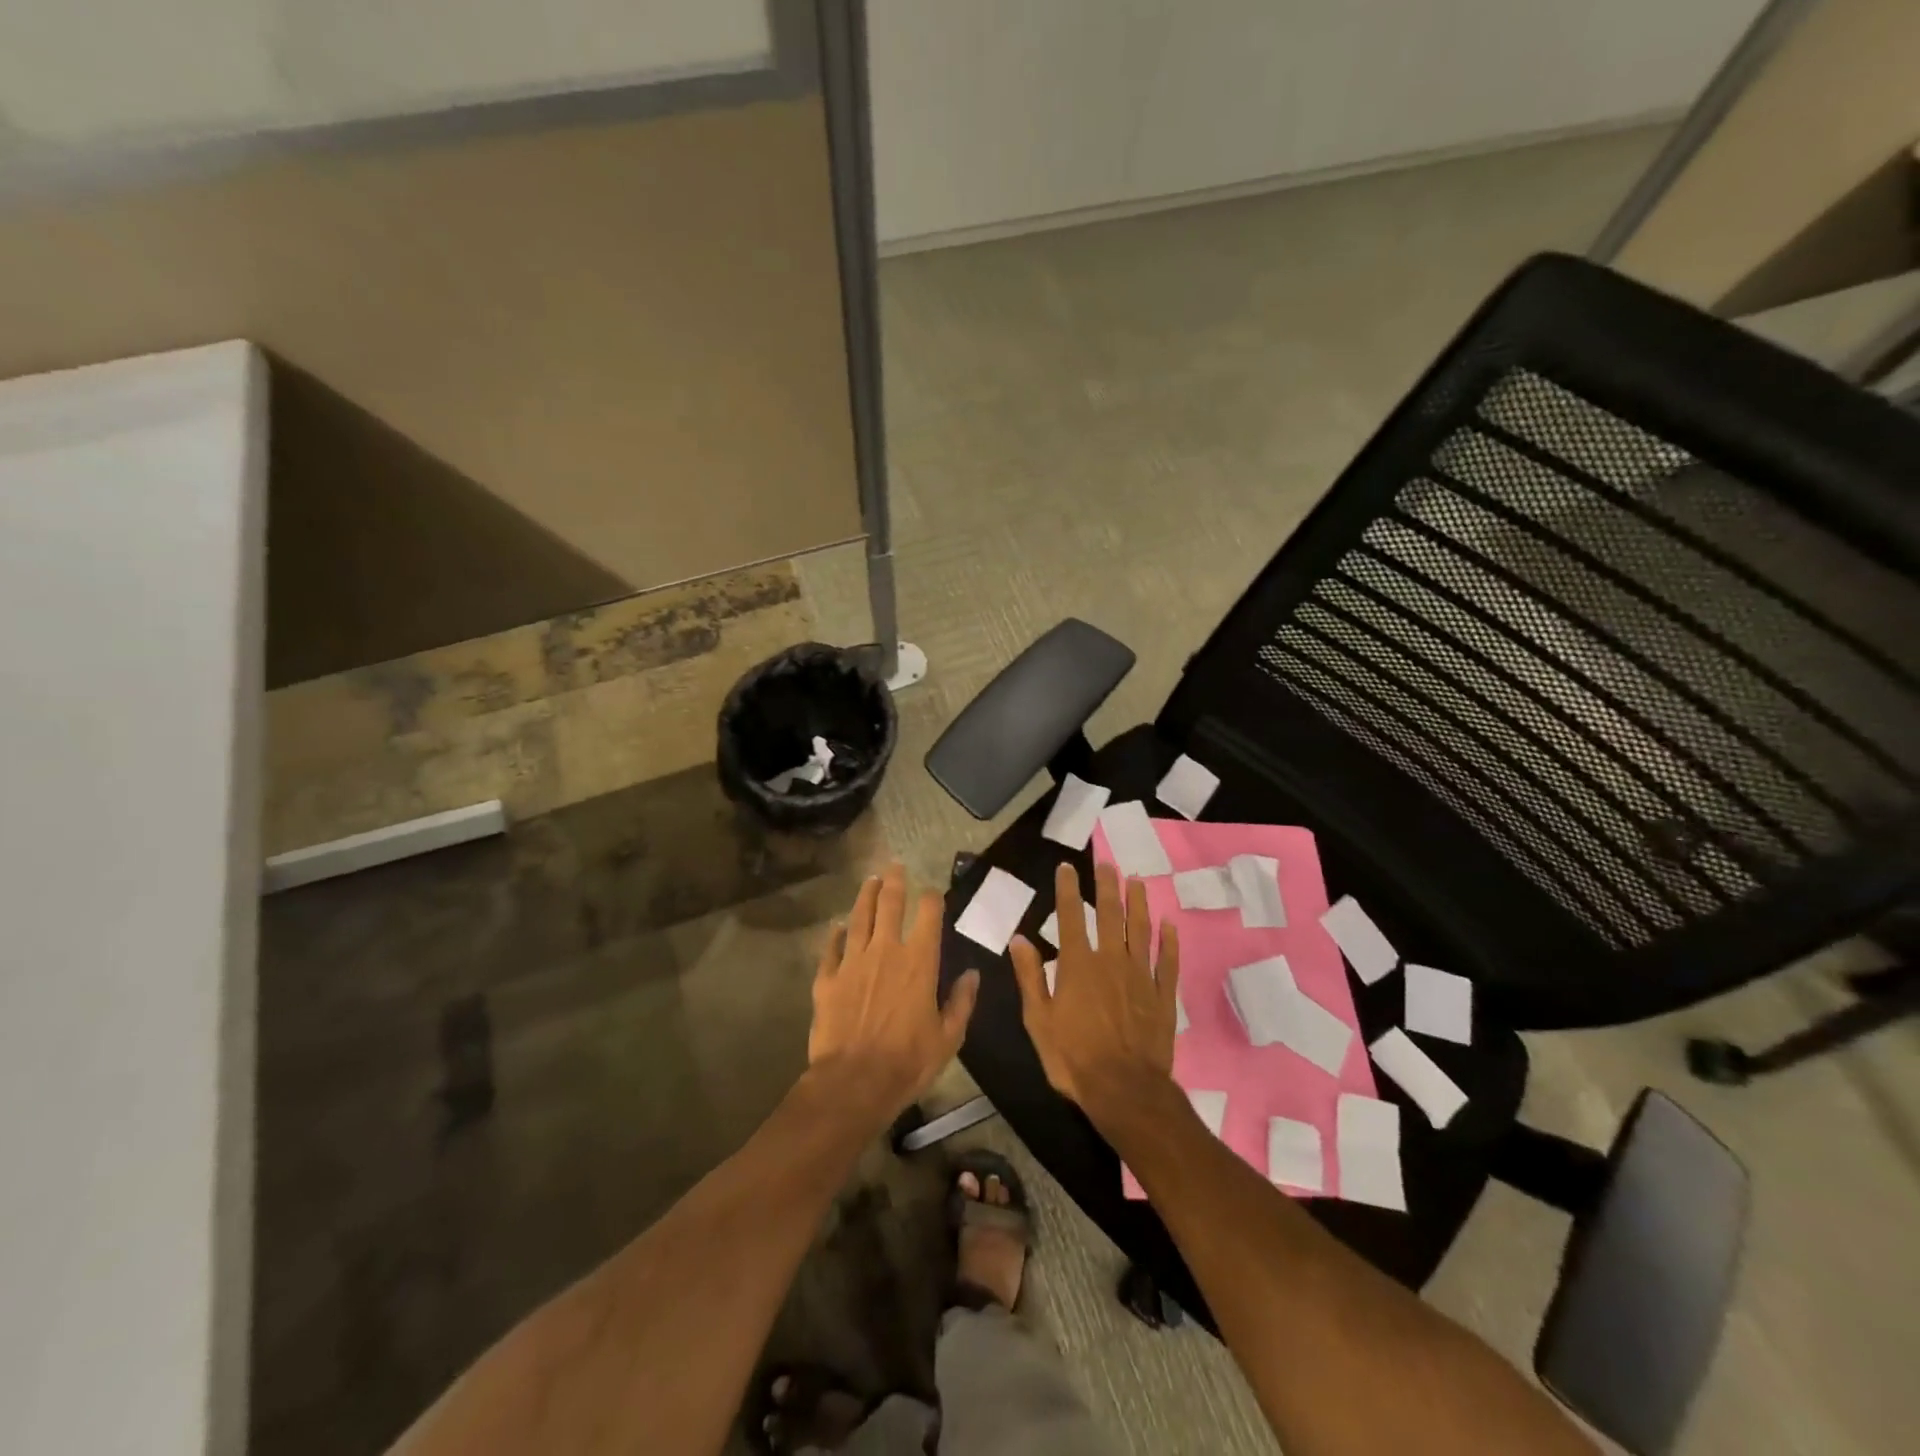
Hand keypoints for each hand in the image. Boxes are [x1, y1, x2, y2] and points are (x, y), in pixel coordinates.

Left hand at [808, 863, 980, 1122]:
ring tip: (870, 881)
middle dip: (894, 882)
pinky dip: (835, 935)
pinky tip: (837, 927)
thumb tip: (972, 974)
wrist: (854, 1082)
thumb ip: (961, 1002)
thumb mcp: (948, 1037)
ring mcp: (853, 962)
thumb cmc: (908, 1061)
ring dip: (866, 896)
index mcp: (919, 962)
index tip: (932, 891)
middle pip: (889, 905)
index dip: (931, 898)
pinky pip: (832, 949)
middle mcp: (885, 951)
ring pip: (859, 918)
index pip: (928, 916)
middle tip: (895, 866)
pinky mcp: (827, 979)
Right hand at [1009, 862, 1180, 1120]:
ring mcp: (1140, 976)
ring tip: (1137, 881)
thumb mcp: (1038, 1020)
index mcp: (1078, 965)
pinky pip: (1167, 962)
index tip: (1067, 866)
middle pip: (1109, 914)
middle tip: (1108, 863)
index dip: (1067, 889)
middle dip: (1107, 886)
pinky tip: (1170, 926)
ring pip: (1141, 930)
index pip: (1070, 916)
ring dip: (1138, 904)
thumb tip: (1018, 938)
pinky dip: (1169, 942)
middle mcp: (1111, 961)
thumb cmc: (1073, 1057)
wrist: (1125, 1090)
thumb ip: (1030, 976)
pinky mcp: (1162, 996)